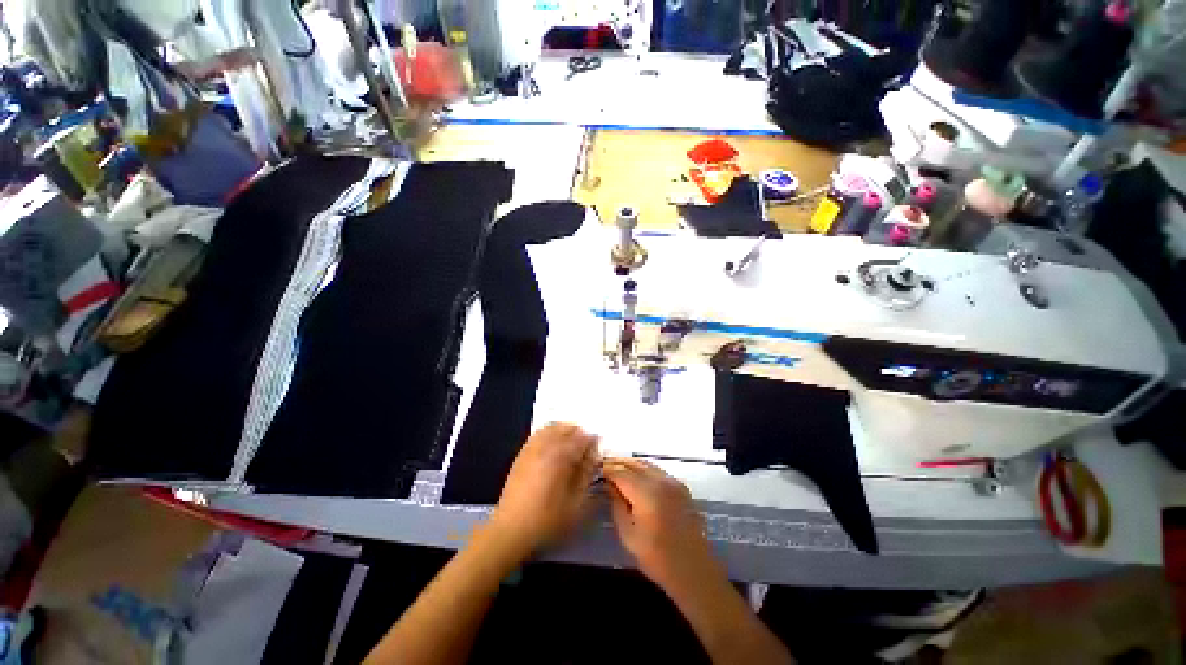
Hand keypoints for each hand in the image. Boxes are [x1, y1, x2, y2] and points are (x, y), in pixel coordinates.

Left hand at [489, 423, 600, 556]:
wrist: (511, 529)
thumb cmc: (548, 519)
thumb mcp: (576, 501)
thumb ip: (587, 474)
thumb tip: (594, 455)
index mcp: (560, 456)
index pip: (582, 437)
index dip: (593, 440)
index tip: (599, 447)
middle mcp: (546, 446)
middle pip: (566, 428)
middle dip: (579, 433)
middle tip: (587, 445)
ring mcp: (532, 448)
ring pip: (551, 427)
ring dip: (564, 430)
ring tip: (571, 443)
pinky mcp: (522, 453)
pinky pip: (538, 434)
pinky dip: (550, 432)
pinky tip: (554, 445)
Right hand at [602, 458, 719, 593]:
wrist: (693, 569)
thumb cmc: (657, 557)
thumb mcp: (628, 534)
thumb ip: (617, 504)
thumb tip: (610, 485)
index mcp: (646, 492)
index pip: (621, 472)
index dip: (607, 470)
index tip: (596, 470)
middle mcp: (660, 480)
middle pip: (634, 463)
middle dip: (617, 463)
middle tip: (603, 465)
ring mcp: (672, 481)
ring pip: (646, 464)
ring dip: (630, 464)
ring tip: (616, 468)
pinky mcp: (680, 486)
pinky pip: (657, 470)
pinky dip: (643, 469)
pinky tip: (635, 476)